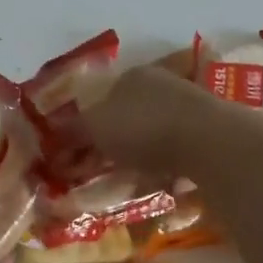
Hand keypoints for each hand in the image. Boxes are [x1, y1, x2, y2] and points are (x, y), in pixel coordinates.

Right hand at [82, 64, 240, 173]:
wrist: (209, 141)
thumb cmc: (143, 127)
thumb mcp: (96, 128)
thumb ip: (73, 132)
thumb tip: (52, 137)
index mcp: (133, 77)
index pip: (102, 99)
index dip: (87, 128)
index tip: (79, 156)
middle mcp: (163, 85)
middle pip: (129, 117)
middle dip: (114, 146)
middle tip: (102, 173)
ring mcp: (190, 108)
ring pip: (155, 136)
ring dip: (141, 159)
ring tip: (131, 185)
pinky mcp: (210, 133)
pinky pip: (178, 153)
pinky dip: (167, 169)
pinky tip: (161, 185)